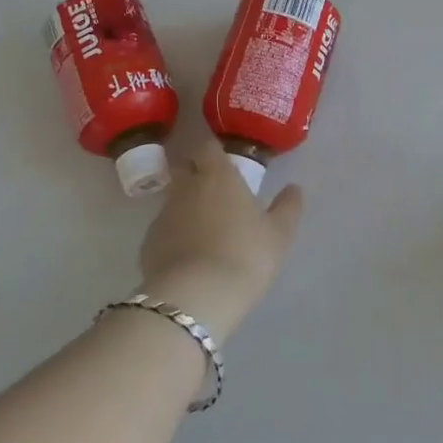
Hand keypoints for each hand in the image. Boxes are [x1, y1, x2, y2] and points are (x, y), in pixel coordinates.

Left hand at [137, 140, 303, 340]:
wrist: (195, 297)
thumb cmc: (245, 256)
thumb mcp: (279, 234)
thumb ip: (288, 207)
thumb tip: (294, 188)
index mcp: (218, 176)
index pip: (207, 146)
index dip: (213, 151)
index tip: (223, 161)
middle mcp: (186, 187)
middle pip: (184, 168)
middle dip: (195, 174)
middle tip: (214, 193)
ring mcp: (163, 215)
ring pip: (172, 200)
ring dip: (185, 207)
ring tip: (203, 229)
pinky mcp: (148, 243)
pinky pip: (163, 230)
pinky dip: (173, 236)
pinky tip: (187, 256)